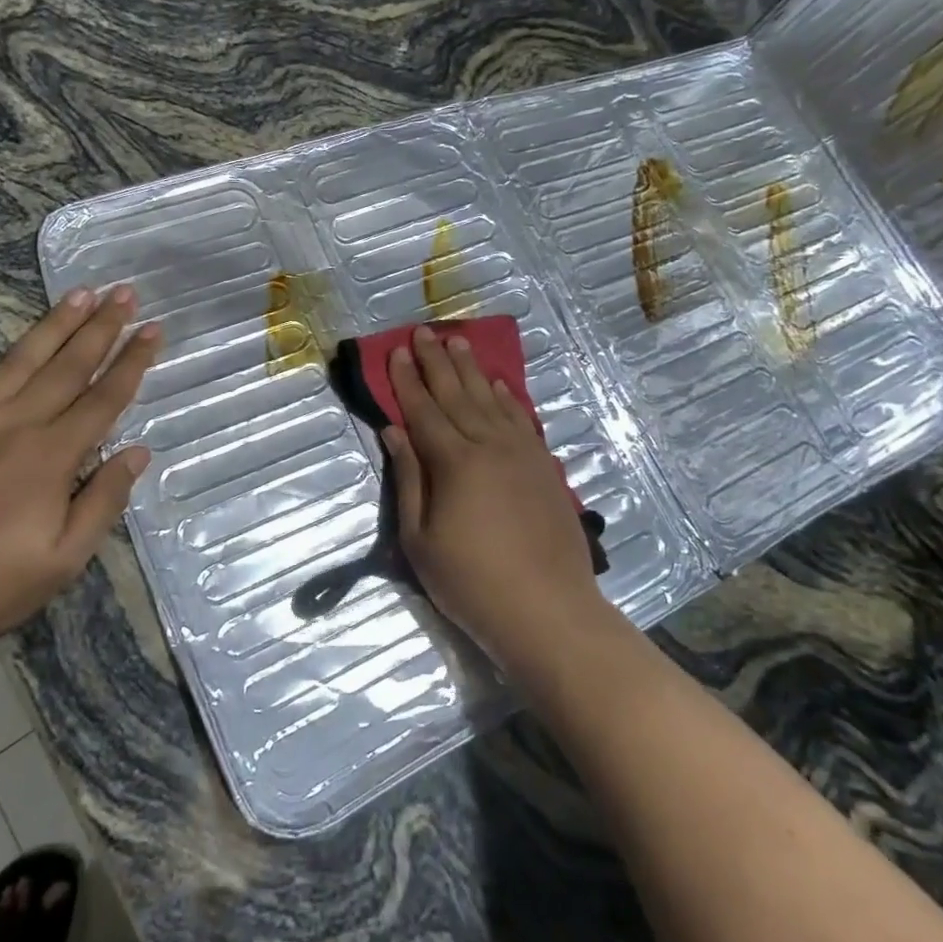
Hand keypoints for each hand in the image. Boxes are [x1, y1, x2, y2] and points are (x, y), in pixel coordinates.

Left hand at [0, 287, 159, 654]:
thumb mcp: (60, 563)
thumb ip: (102, 503)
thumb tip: (137, 453)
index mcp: (52, 457)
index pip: (104, 399)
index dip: (132, 362)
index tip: (153, 328)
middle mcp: (14, 424)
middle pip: (68, 367)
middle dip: (101, 328)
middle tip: (125, 293)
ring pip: (17, 361)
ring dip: (51, 325)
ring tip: (79, 293)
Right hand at [382, 326, 606, 675]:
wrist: (548, 610)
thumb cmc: (472, 583)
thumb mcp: (420, 540)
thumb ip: (408, 479)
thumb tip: (393, 432)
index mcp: (454, 462)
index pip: (423, 410)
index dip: (407, 380)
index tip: (398, 351)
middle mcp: (489, 445)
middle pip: (457, 394)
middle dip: (436, 361)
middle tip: (423, 331)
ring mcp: (522, 452)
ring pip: (491, 399)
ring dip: (472, 369)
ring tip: (459, 342)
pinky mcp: (545, 465)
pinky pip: (522, 418)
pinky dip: (508, 397)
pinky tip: (500, 384)